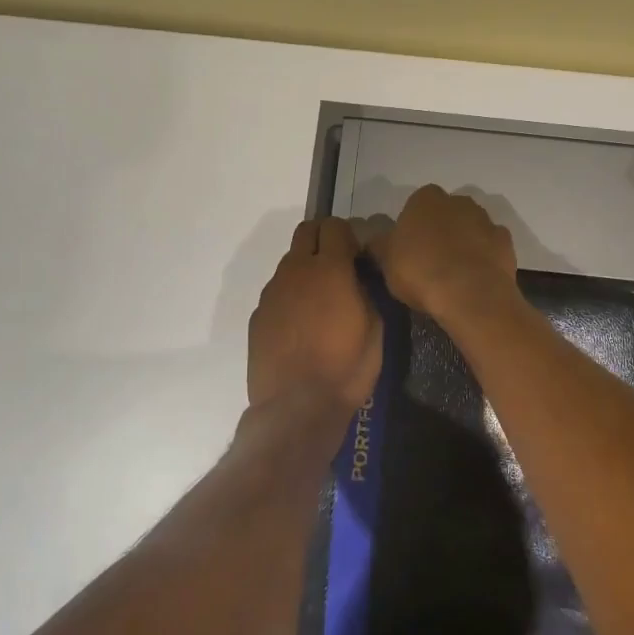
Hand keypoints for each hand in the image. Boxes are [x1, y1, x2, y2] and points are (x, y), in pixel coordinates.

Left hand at [248, 217, 381, 411]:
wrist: (296, 408)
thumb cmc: (346, 368)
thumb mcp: (375, 328)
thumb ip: (365, 291)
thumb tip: (357, 277)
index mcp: (329, 269)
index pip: (335, 226)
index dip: (349, 236)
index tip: (358, 257)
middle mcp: (295, 271)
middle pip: (306, 232)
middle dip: (324, 240)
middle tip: (339, 268)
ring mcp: (272, 292)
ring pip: (290, 262)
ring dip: (306, 270)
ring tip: (320, 304)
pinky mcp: (258, 315)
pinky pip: (278, 292)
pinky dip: (291, 297)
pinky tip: (301, 327)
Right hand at [366, 186, 520, 321]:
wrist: (470, 295)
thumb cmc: (420, 272)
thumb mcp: (386, 262)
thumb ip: (381, 246)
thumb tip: (376, 240)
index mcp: (425, 199)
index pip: (416, 204)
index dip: (412, 226)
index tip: (408, 249)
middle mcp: (458, 201)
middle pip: (446, 213)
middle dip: (440, 230)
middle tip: (430, 261)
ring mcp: (485, 219)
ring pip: (470, 227)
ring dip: (463, 242)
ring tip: (454, 273)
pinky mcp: (505, 242)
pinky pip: (490, 246)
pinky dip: (483, 257)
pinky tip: (474, 278)